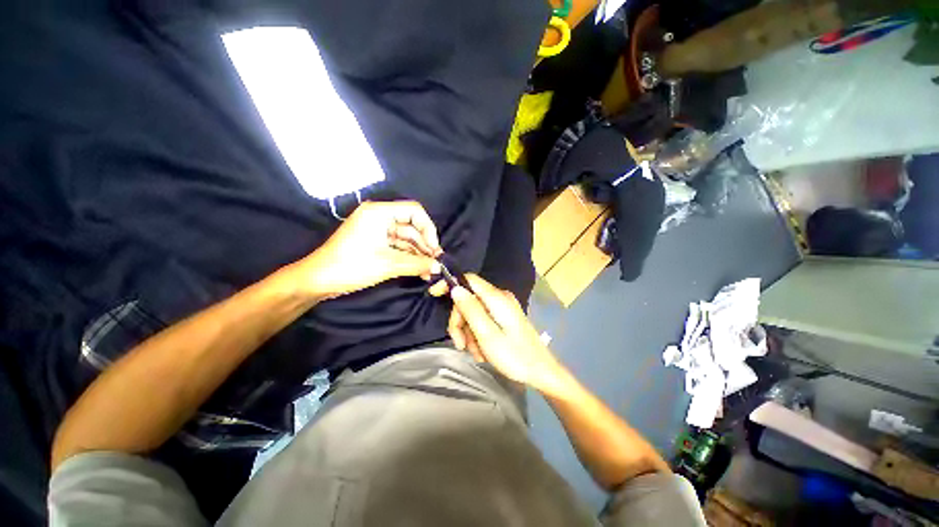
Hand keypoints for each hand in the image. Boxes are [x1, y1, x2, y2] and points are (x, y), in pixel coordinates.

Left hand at [297, 201, 442, 298]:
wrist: (318, 281)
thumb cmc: (352, 266)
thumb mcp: (388, 265)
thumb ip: (417, 264)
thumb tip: (439, 267)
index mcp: (380, 212)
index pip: (414, 211)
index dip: (429, 228)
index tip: (434, 249)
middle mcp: (379, 217)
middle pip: (412, 226)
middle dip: (425, 245)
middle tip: (435, 263)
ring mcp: (377, 230)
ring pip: (406, 238)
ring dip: (418, 254)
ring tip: (429, 271)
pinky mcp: (375, 242)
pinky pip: (398, 246)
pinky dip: (408, 257)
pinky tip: (419, 270)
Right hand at [448, 274, 566, 394]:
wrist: (541, 371)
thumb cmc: (514, 356)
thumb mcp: (487, 335)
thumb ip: (471, 310)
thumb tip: (455, 288)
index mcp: (497, 298)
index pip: (469, 279)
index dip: (451, 284)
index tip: (435, 294)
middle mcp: (499, 298)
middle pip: (469, 300)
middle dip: (460, 322)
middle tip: (460, 344)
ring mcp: (502, 308)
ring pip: (474, 313)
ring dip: (469, 333)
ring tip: (476, 353)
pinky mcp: (504, 318)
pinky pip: (483, 321)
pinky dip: (478, 336)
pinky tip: (482, 352)